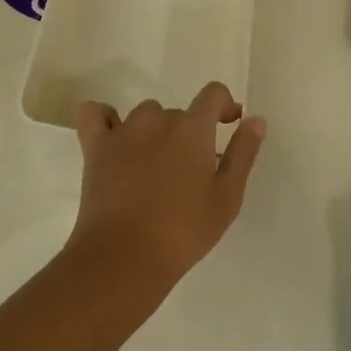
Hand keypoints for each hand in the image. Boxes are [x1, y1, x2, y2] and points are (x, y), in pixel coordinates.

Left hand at [68, 82, 266, 291]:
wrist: (124, 256)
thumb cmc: (183, 232)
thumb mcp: (226, 199)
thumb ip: (242, 154)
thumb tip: (255, 119)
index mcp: (192, 129)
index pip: (212, 93)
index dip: (224, 104)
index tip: (228, 124)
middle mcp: (157, 119)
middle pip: (178, 113)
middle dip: (187, 134)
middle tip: (188, 173)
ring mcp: (123, 130)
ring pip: (144, 115)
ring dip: (153, 132)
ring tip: (154, 168)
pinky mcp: (95, 145)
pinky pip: (95, 114)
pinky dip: (104, 119)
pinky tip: (113, 139)